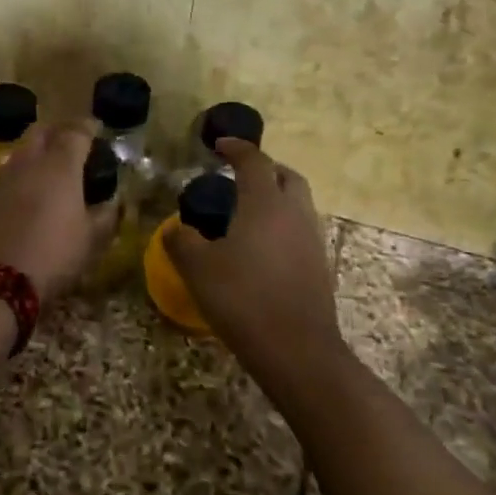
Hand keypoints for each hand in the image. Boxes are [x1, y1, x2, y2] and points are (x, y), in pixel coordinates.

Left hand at [0, 120, 118, 304]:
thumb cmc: (52, 255)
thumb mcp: (90, 241)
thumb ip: (104, 217)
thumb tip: (112, 203)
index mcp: (60, 166)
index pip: (75, 132)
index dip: (87, 127)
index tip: (95, 129)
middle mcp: (27, 163)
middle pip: (42, 133)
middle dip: (58, 132)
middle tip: (71, 143)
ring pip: (20, 153)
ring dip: (35, 154)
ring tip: (48, 170)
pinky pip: (5, 177)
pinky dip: (19, 178)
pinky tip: (25, 196)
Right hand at [165, 139, 346, 383]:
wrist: (296, 350)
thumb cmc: (243, 299)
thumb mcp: (198, 269)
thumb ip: (182, 241)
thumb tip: (177, 228)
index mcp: (265, 203)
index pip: (254, 161)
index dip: (236, 148)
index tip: (219, 145)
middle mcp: (294, 212)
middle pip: (286, 176)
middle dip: (264, 169)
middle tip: (239, 176)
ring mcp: (312, 239)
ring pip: (298, 203)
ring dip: (276, 196)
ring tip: (247, 211)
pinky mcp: (319, 265)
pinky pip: (300, 229)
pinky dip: (282, 224)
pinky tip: (261, 247)